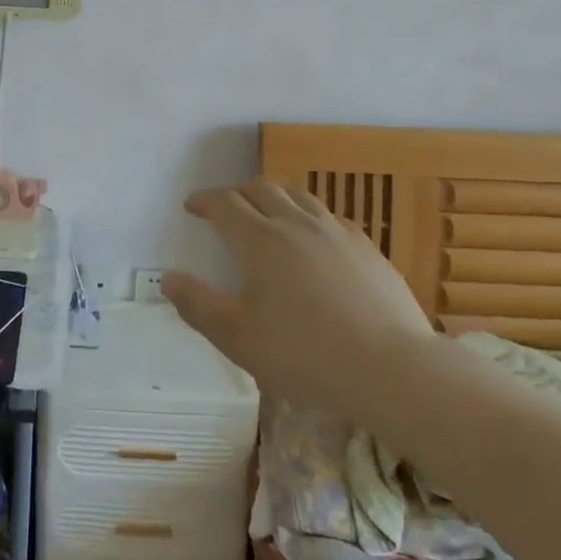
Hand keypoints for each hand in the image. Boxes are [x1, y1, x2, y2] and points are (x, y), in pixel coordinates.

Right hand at [163, 179, 436, 410]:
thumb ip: (198, 305)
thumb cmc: (305, 354)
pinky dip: (309, 217)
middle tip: (226, 209)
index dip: (204, 200)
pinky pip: (330, 217)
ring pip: (299, 196)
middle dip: (237, 193)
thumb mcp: (238, 338)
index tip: (192, 205)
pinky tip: (315, 240)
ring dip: (275, 198)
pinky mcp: (367, 248)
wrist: (393, 370)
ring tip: (268, 215)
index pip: (224, 203)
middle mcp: (296, 223)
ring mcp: (337, 232)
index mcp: (260, 240)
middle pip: (262, 189)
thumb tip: (167, 278)